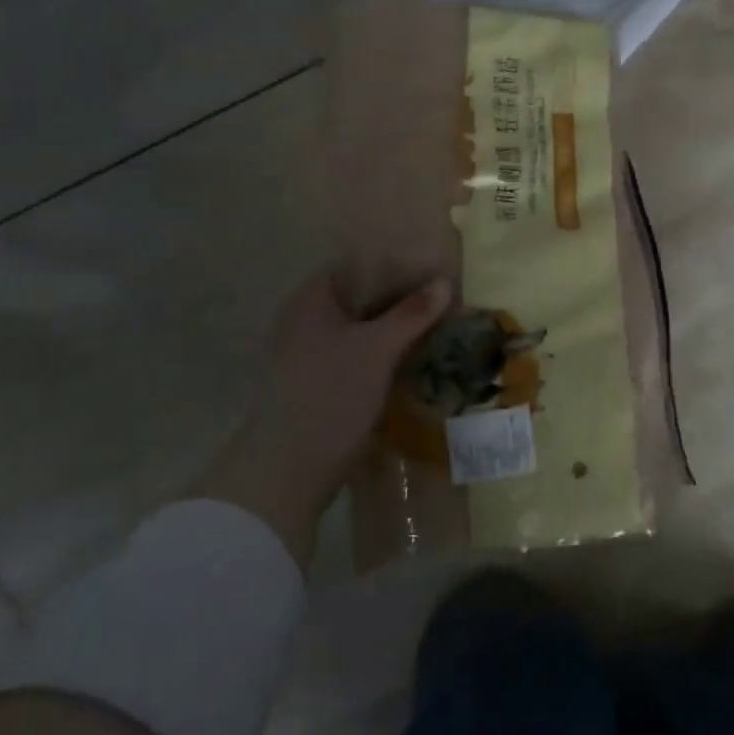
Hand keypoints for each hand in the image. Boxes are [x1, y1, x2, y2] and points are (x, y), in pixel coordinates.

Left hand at [198, 269, 450, 564]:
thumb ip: (411, 314)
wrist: (288, 470)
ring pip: (362, 328)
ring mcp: (312, 354)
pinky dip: (385, 351)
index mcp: (310, 300)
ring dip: (395, 327)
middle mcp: (306, 321)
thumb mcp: (377, 349)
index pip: (355, 264)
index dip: (393, 263)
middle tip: (443, 296)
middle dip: (401, 297)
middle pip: (360, 297)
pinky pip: (359, 354)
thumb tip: (445, 282)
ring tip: (438, 323)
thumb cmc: (330, 394)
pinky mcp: (321, 384)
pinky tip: (416, 356)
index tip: (430, 267)